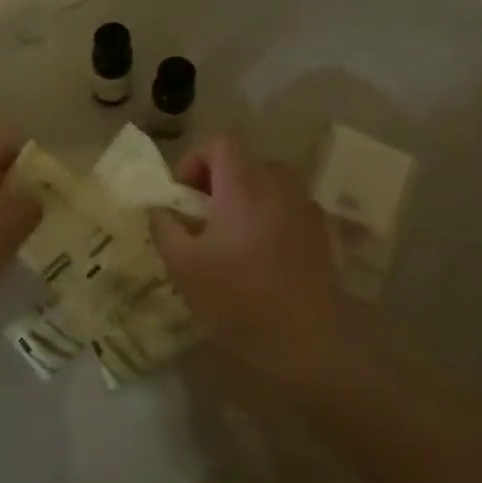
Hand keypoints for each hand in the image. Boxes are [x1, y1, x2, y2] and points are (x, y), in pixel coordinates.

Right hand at [150, 135, 361, 384]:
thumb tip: (159, 208)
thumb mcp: (184, 267)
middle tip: (202, 221)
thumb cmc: (241, 300)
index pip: (219, 140)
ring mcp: (306, 207)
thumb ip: (164, 228)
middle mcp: (279, 184)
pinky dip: (268, 219)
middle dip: (217, 183)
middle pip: (244, 161)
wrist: (313, 342)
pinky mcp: (322, 233)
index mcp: (244, 184)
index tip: (184, 198)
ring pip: (267, 184)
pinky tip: (261, 260)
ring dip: (244, 200)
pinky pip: (287, 208)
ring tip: (230, 240)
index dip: (194, 159)